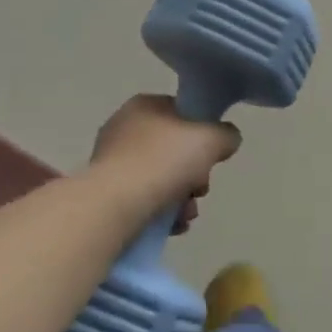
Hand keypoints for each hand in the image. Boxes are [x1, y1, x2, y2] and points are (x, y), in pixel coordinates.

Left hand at [89, 95, 241, 228]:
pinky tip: (172, 226)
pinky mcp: (105, 194)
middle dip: (194, 173)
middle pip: (173, 149)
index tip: (212, 155)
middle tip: (200, 189)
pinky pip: (143, 199)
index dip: (202, 132)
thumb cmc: (163, 161)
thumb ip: (226, 134)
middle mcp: (123, 128)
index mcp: (144, 105)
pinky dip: (161, 212)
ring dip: (181, 198)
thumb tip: (226, 139)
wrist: (114, 206)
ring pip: (160, 177)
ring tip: (186, 215)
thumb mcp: (211, 139)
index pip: (182, 112)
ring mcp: (111, 162)